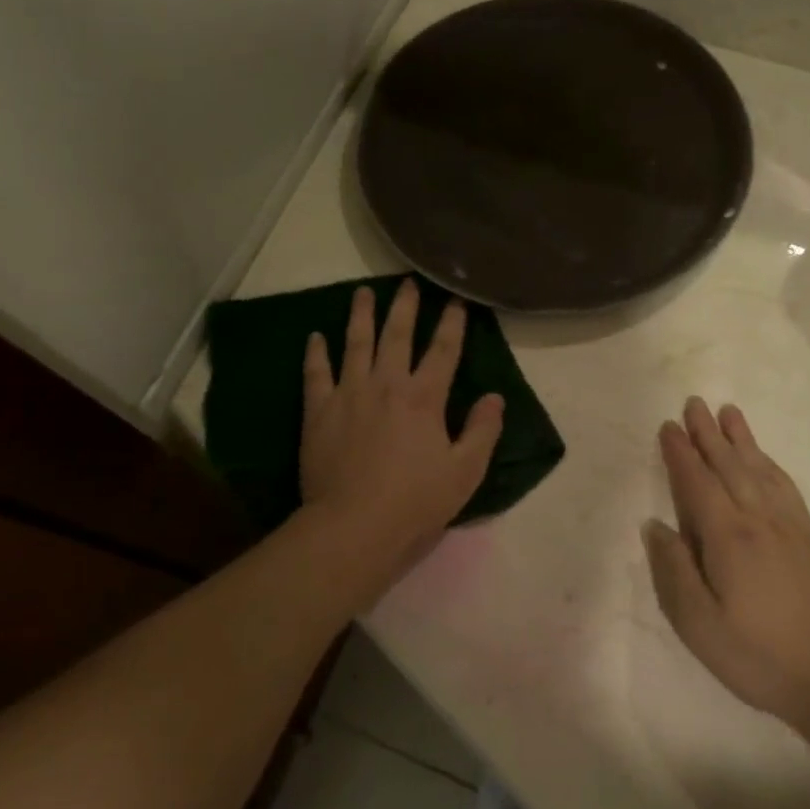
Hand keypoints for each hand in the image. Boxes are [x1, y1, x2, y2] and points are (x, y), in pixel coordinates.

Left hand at [299, 281, 504, 596]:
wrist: (353, 526)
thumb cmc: (415, 502)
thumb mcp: (464, 472)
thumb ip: (483, 431)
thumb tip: (494, 397)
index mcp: (424, 398)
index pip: (443, 350)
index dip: (452, 323)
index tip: (455, 300)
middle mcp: (386, 384)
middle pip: (397, 335)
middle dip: (405, 306)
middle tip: (407, 282)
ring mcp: (349, 394)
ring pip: (355, 344)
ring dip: (360, 316)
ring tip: (362, 292)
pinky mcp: (319, 411)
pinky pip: (316, 373)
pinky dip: (315, 353)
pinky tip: (315, 336)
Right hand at [643, 398, 809, 729]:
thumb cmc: (759, 656)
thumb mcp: (700, 626)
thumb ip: (674, 571)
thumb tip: (654, 526)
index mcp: (728, 537)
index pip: (697, 483)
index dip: (680, 454)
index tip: (667, 427)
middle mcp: (759, 520)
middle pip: (729, 465)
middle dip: (707, 433)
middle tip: (693, 402)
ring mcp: (790, 526)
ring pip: (759, 469)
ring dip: (741, 438)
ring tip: (727, 412)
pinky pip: (786, 486)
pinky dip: (770, 463)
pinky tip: (764, 457)